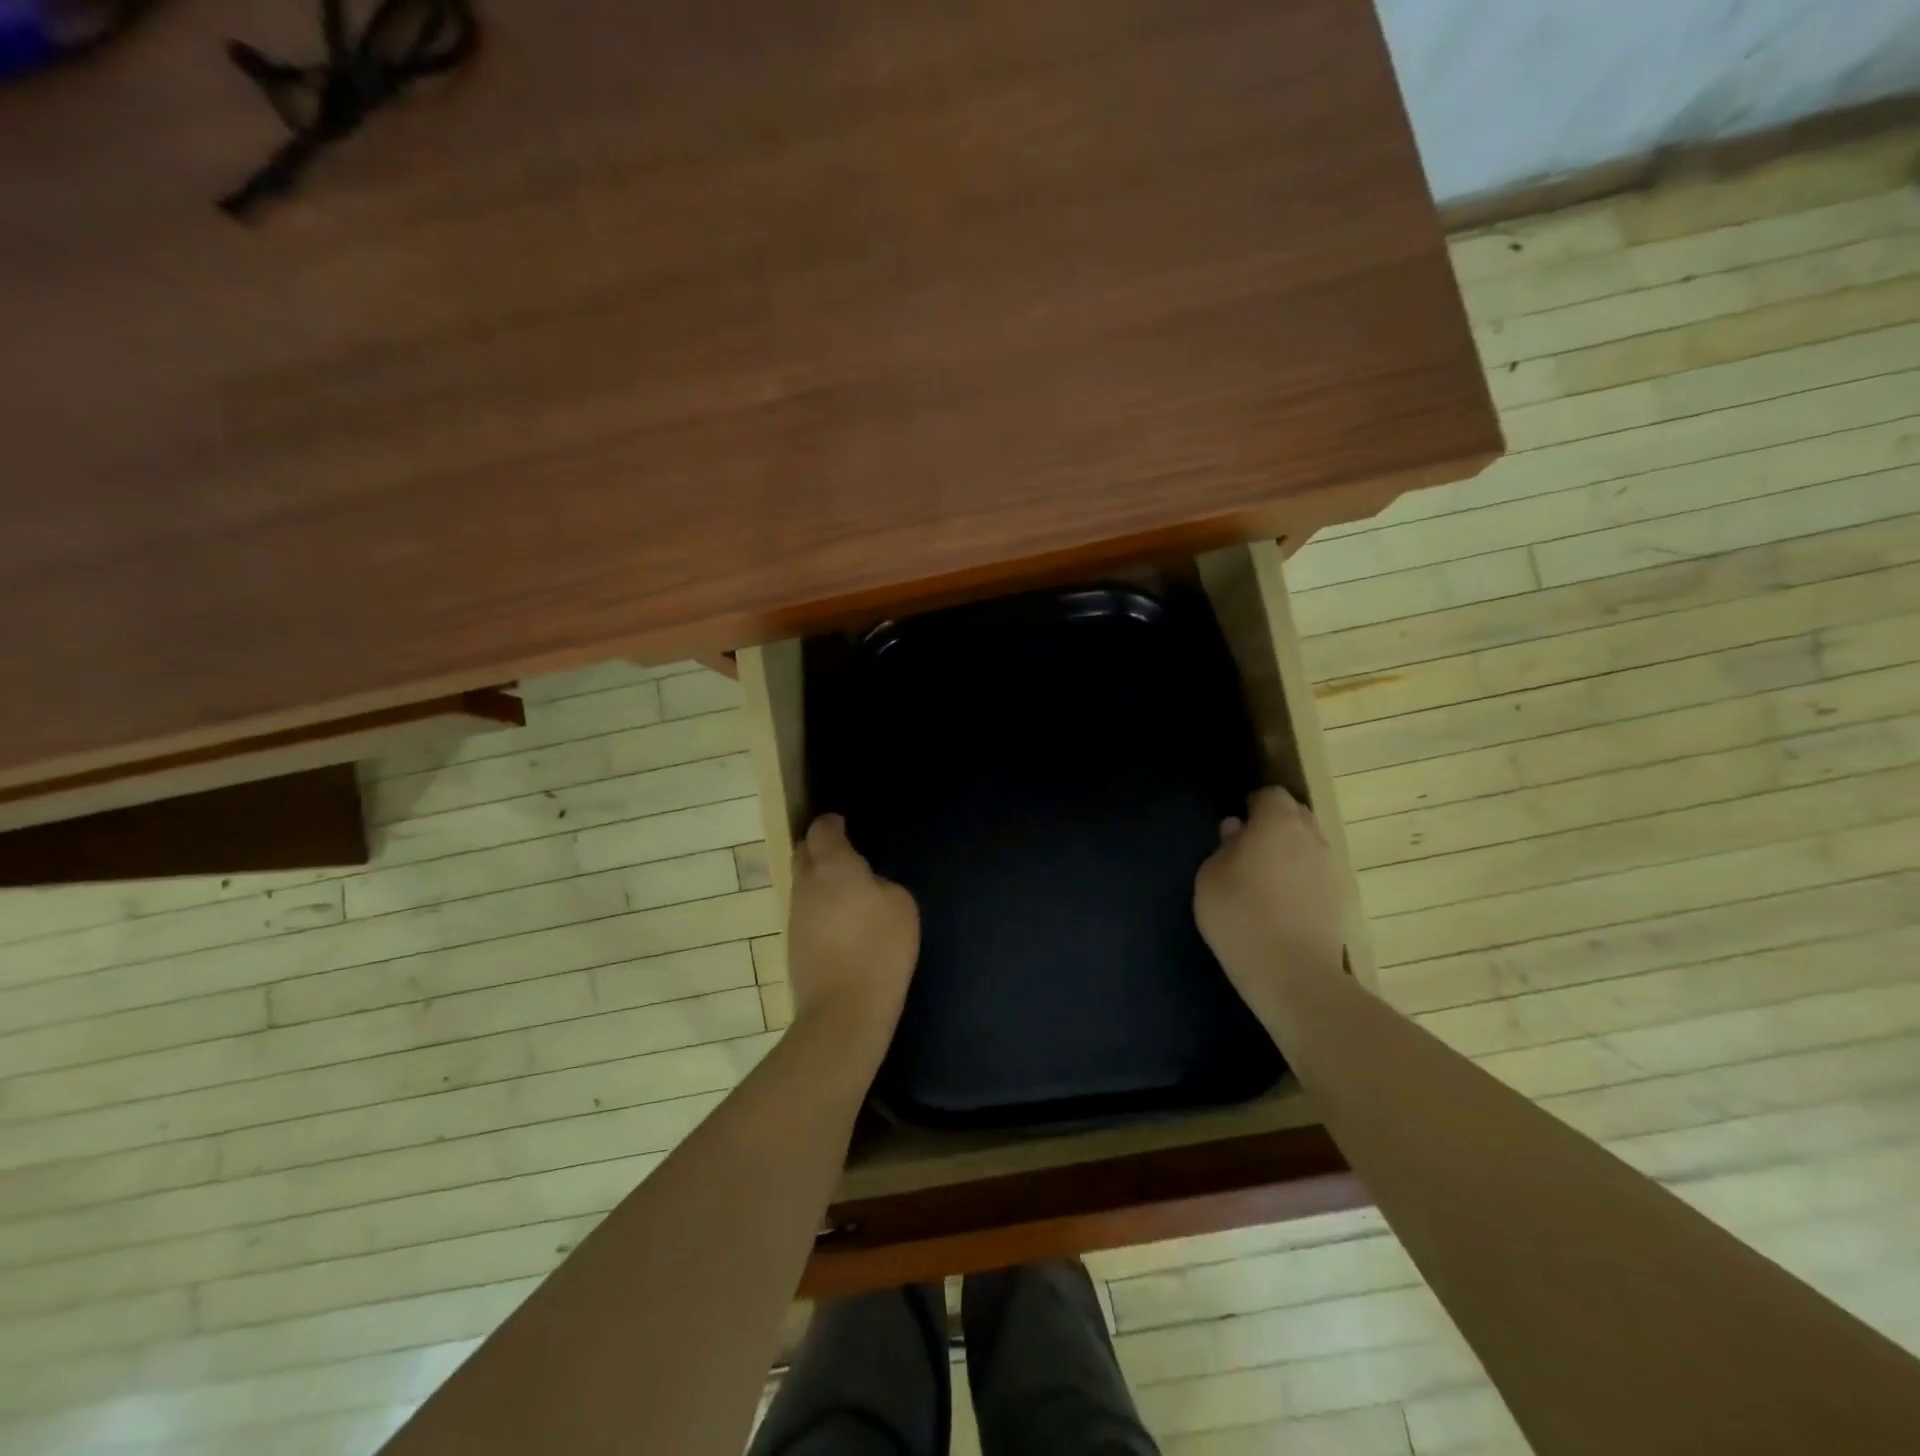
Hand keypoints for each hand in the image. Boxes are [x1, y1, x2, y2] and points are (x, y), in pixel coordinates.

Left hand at [785, 814, 919, 1063]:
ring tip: (848, 893)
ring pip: (803, 884)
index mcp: (833, 866)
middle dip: (819, 848)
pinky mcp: (793, 943)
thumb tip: (864, 885)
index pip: (822, 830)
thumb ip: (880, 883)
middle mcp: (806, 884)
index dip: (832, 824)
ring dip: (820, 881)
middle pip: (804, 853)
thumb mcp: (900, 905)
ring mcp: (795, 915)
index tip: (844, 826)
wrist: (844, 1010)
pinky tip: (842, 924)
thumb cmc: (879, 949)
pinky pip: (806, 912)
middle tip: (844, 856)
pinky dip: (820, 909)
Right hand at [1194, 786, 1345, 1010]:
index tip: (1234, 825)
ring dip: (1287, 851)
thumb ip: (1223, 847)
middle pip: (1295, 814)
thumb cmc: (1240, 916)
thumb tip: (1236, 830)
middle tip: (1245, 847)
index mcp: (1278, 822)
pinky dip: (1298, 877)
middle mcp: (1311, 837)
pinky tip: (1278, 901)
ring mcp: (1329, 868)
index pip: (1270, 794)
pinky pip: (1314, 872)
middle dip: (1273, 823)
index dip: (1251, 804)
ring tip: (1261, 877)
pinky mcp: (1338, 898)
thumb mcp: (1210, 877)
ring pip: (1307, 844)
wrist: (1292, 974)